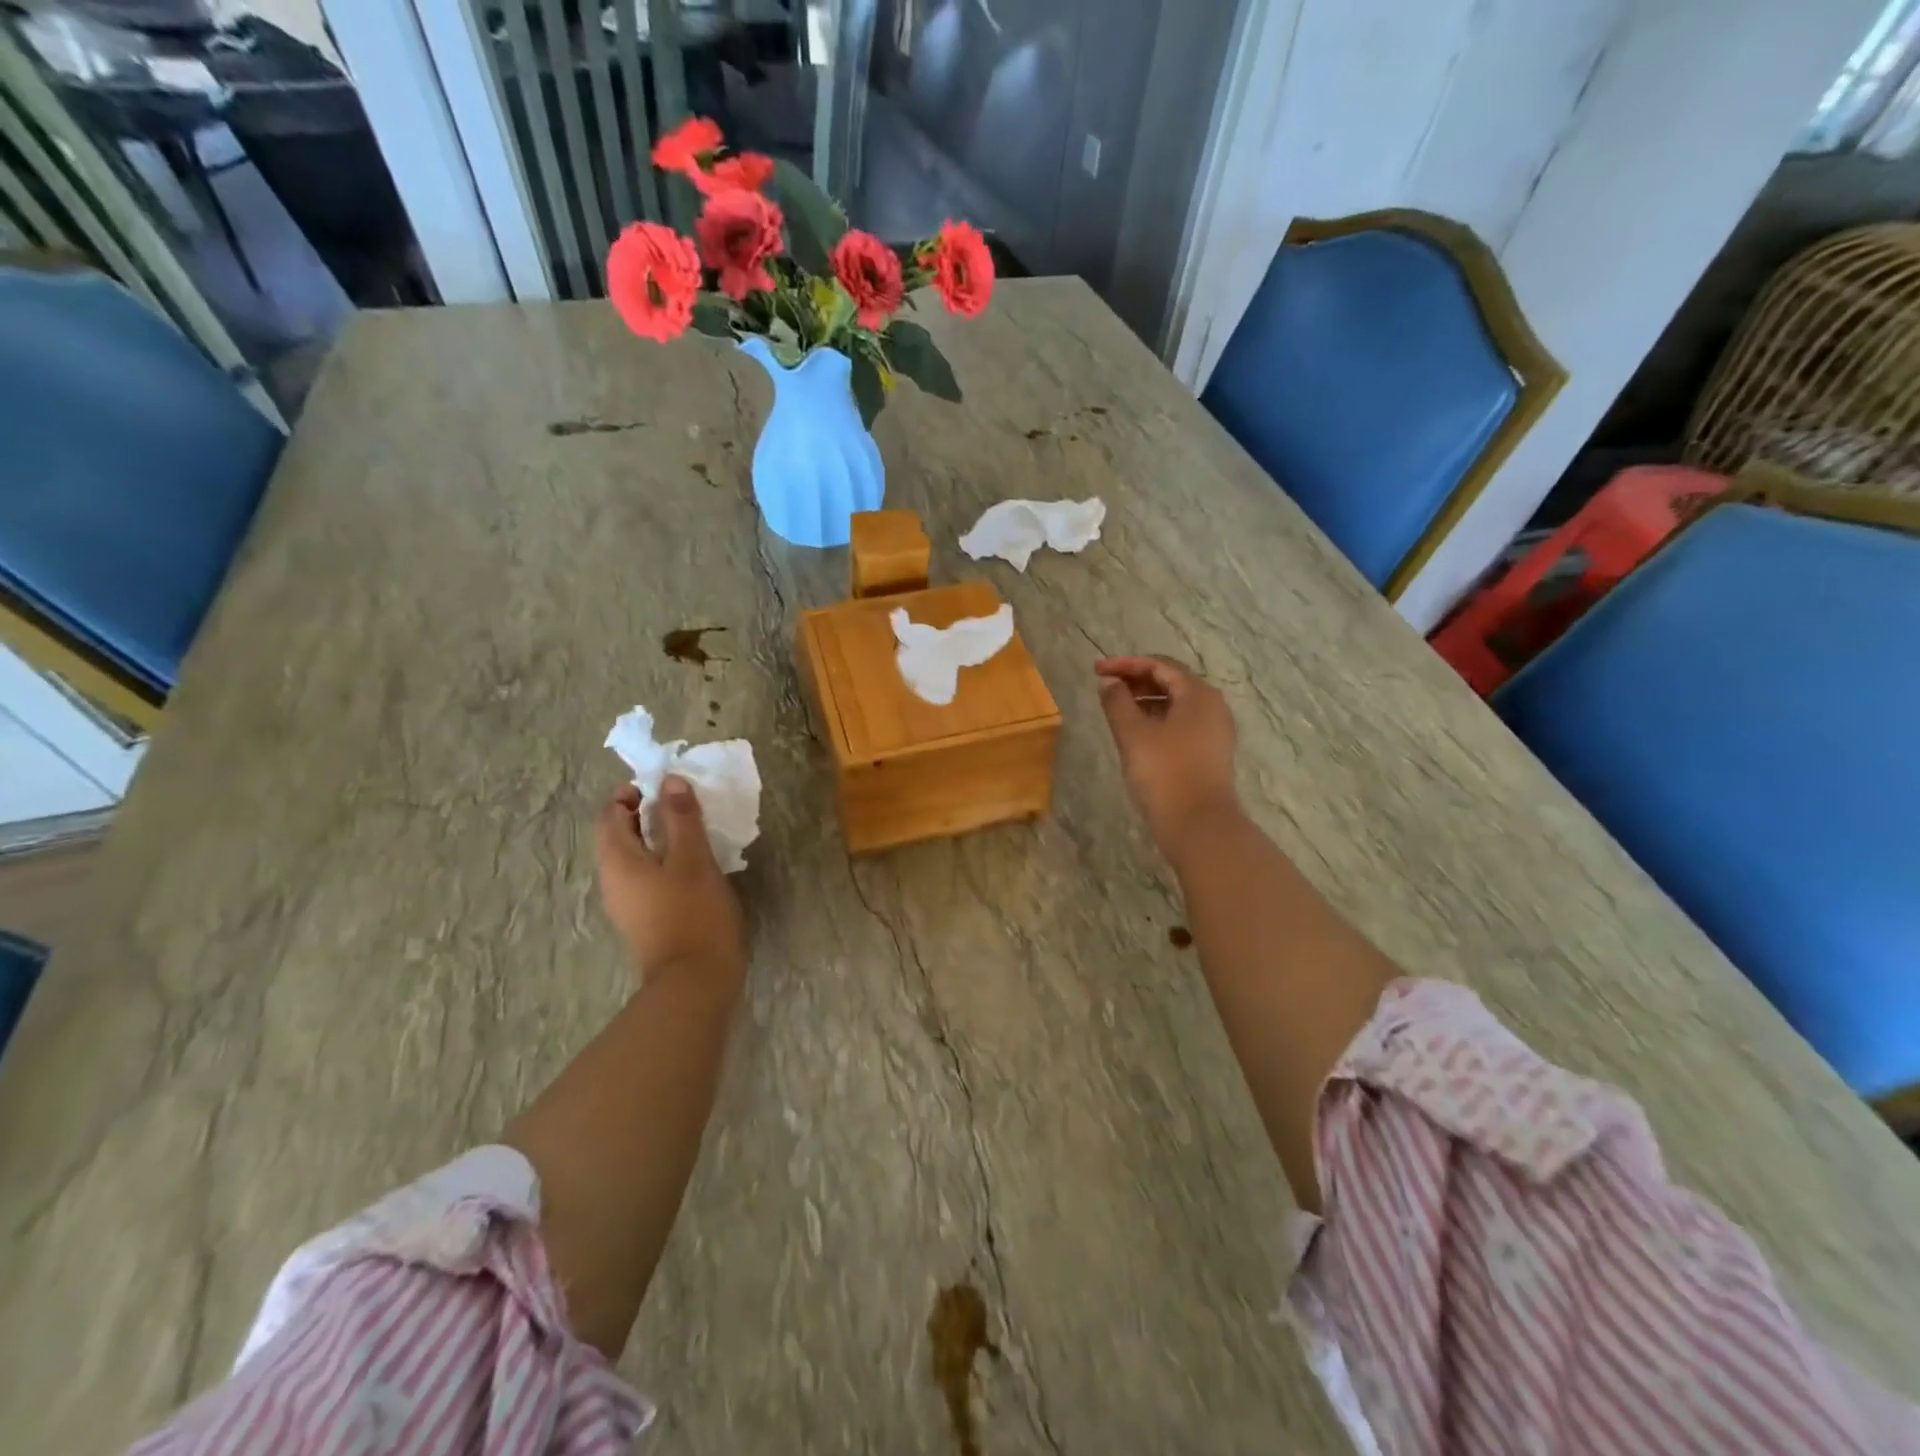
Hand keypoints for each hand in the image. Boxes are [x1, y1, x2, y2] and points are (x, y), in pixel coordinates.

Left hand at [596, 777, 746, 997]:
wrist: (694, 981)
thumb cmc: (693, 912)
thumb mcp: (693, 858)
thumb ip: (681, 817)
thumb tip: (670, 781)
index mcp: (618, 861)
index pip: (610, 814)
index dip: (632, 793)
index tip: (665, 785)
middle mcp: (612, 880)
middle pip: (620, 835)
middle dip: (647, 814)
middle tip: (684, 805)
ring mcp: (626, 903)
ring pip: (635, 858)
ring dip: (658, 838)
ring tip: (693, 832)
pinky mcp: (644, 919)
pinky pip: (646, 878)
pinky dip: (663, 861)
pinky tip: (693, 866)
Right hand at [1096, 656, 1240, 857]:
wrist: (1199, 825)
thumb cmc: (1164, 773)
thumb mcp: (1133, 734)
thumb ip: (1118, 703)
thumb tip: (1111, 684)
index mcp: (1198, 694)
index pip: (1159, 665)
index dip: (1125, 664)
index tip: (1096, 670)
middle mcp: (1212, 706)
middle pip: (1171, 681)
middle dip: (1136, 680)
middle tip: (1105, 686)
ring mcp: (1215, 731)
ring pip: (1176, 704)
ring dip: (1146, 700)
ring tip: (1117, 708)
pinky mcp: (1210, 752)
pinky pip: (1181, 723)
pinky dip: (1157, 719)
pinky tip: (1137, 733)